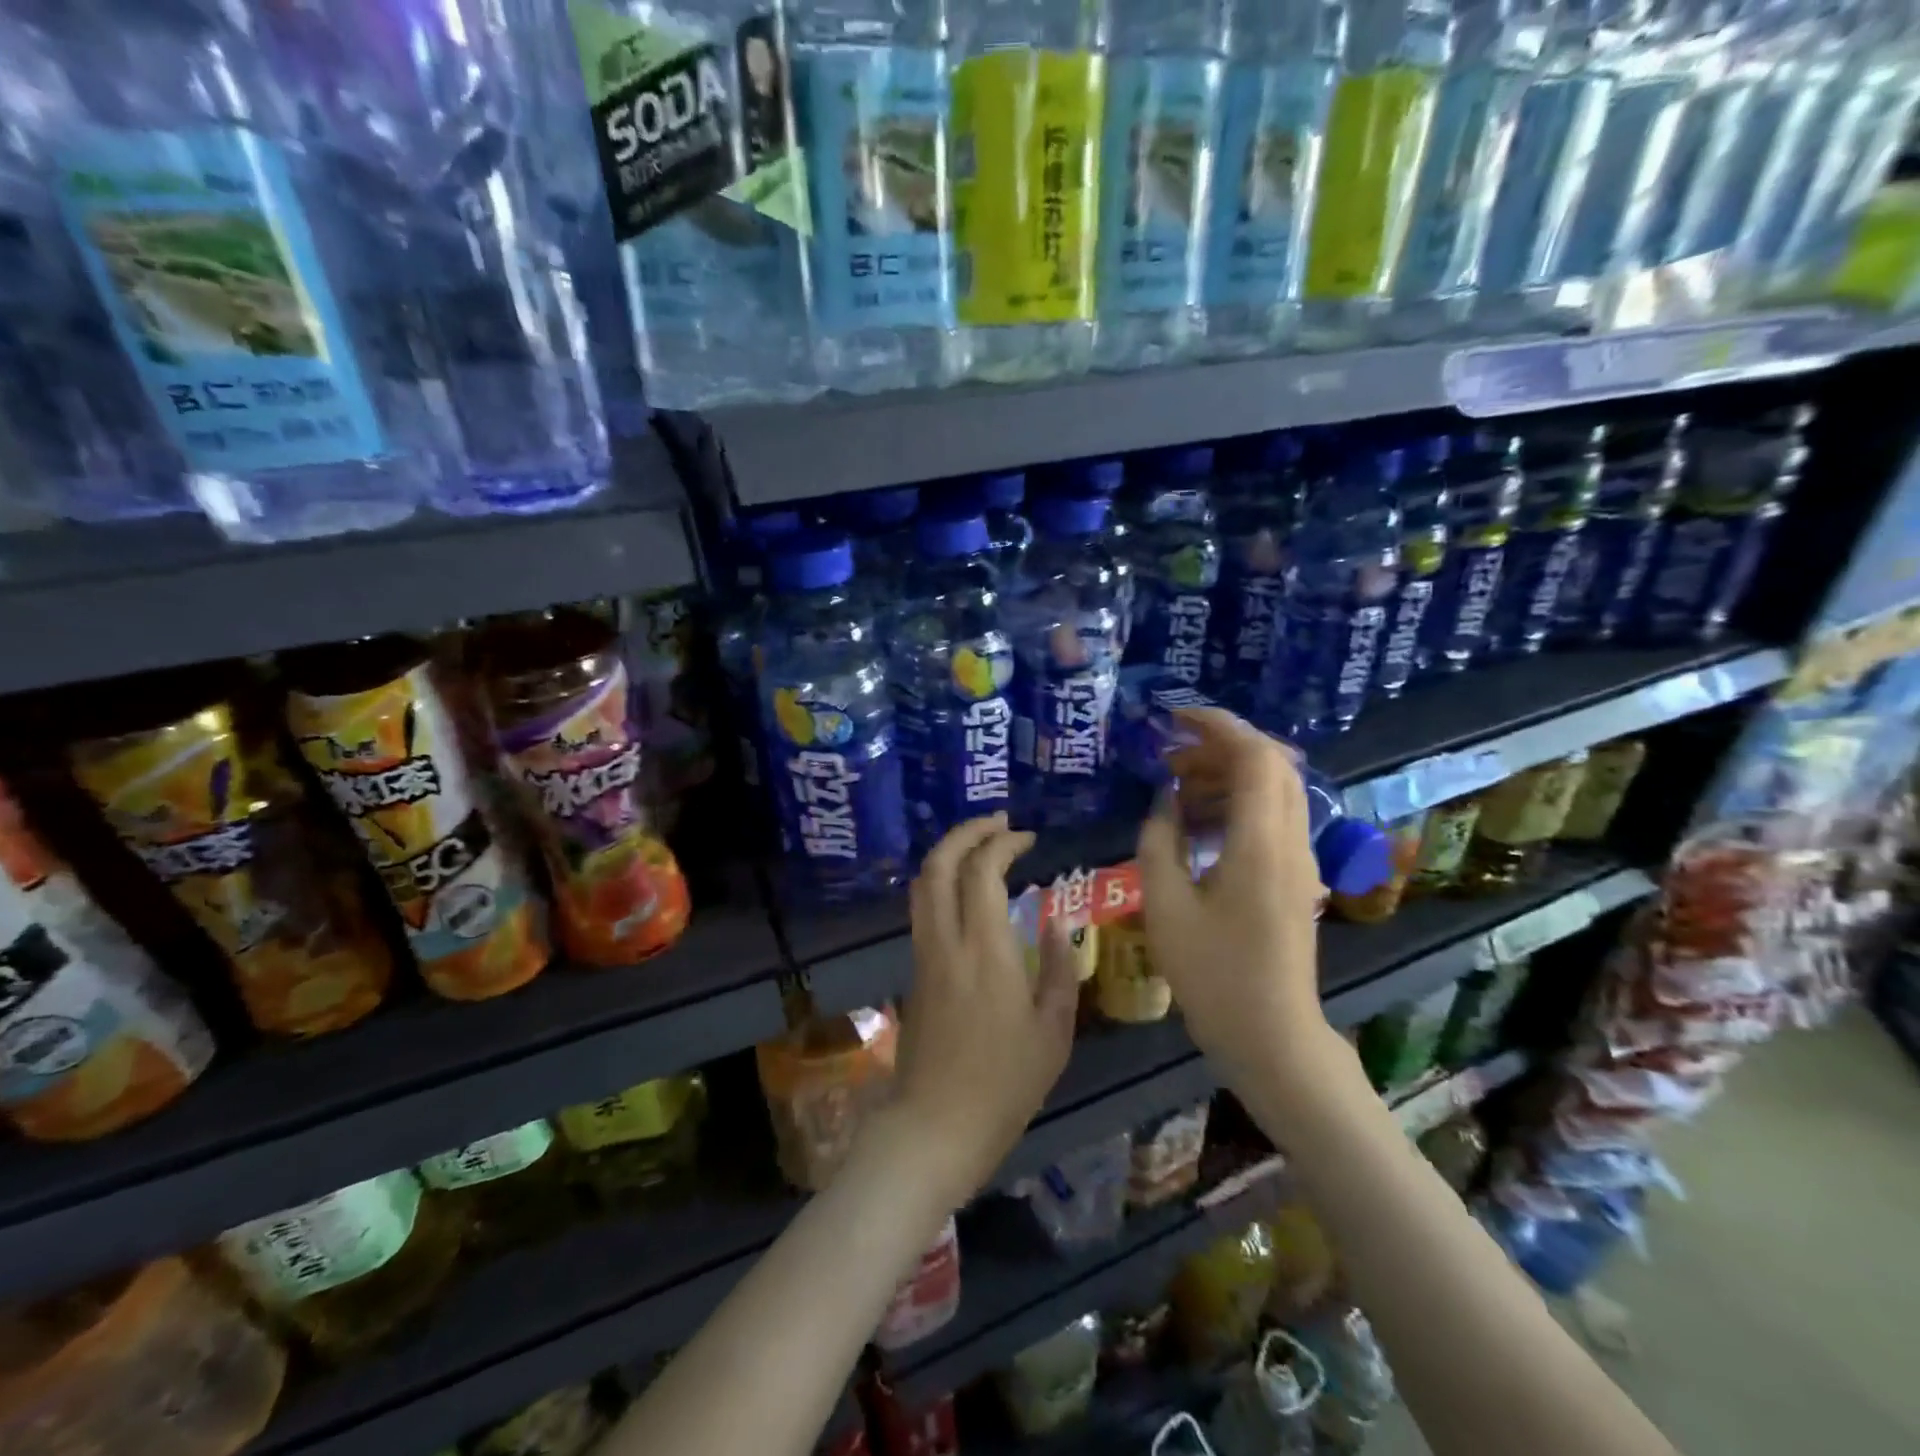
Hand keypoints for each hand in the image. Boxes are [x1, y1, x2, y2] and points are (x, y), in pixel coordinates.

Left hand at [887, 814, 1079, 1207]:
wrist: (935, 1126)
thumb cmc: (1005, 1084)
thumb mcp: (1053, 1032)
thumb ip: (1060, 970)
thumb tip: (1059, 923)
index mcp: (986, 950)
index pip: (982, 870)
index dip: (1002, 842)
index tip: (1026, 838)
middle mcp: (946, 940)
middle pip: (939, 863)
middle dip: (967, 831)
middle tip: (998, 823)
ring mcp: (924, 954)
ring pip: (923, 883)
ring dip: (949, 852)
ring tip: (981, 845)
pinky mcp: (914, 970)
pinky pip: (923, 907)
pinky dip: (941, 880)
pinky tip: (966, 890)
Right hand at [1135, 708, 1334, 1086]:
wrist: (1273, 1035)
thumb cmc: (1214, 975)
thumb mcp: (1166, 907)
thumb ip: (1159, 842)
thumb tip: (1163, 803)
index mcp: (1260, 843)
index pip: (1255, 756)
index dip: (1218, 726)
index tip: (1174, 718)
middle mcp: (1291, 841)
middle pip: (1271, 764)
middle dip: (1220, 747)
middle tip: (1171, 758)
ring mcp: (1300, 859)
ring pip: (1274, 789)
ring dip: (1227, 775)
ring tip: (1177, 790)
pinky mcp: (1296, 877)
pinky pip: (1272, 817)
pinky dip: (1237, 803)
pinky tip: (1198, 826)